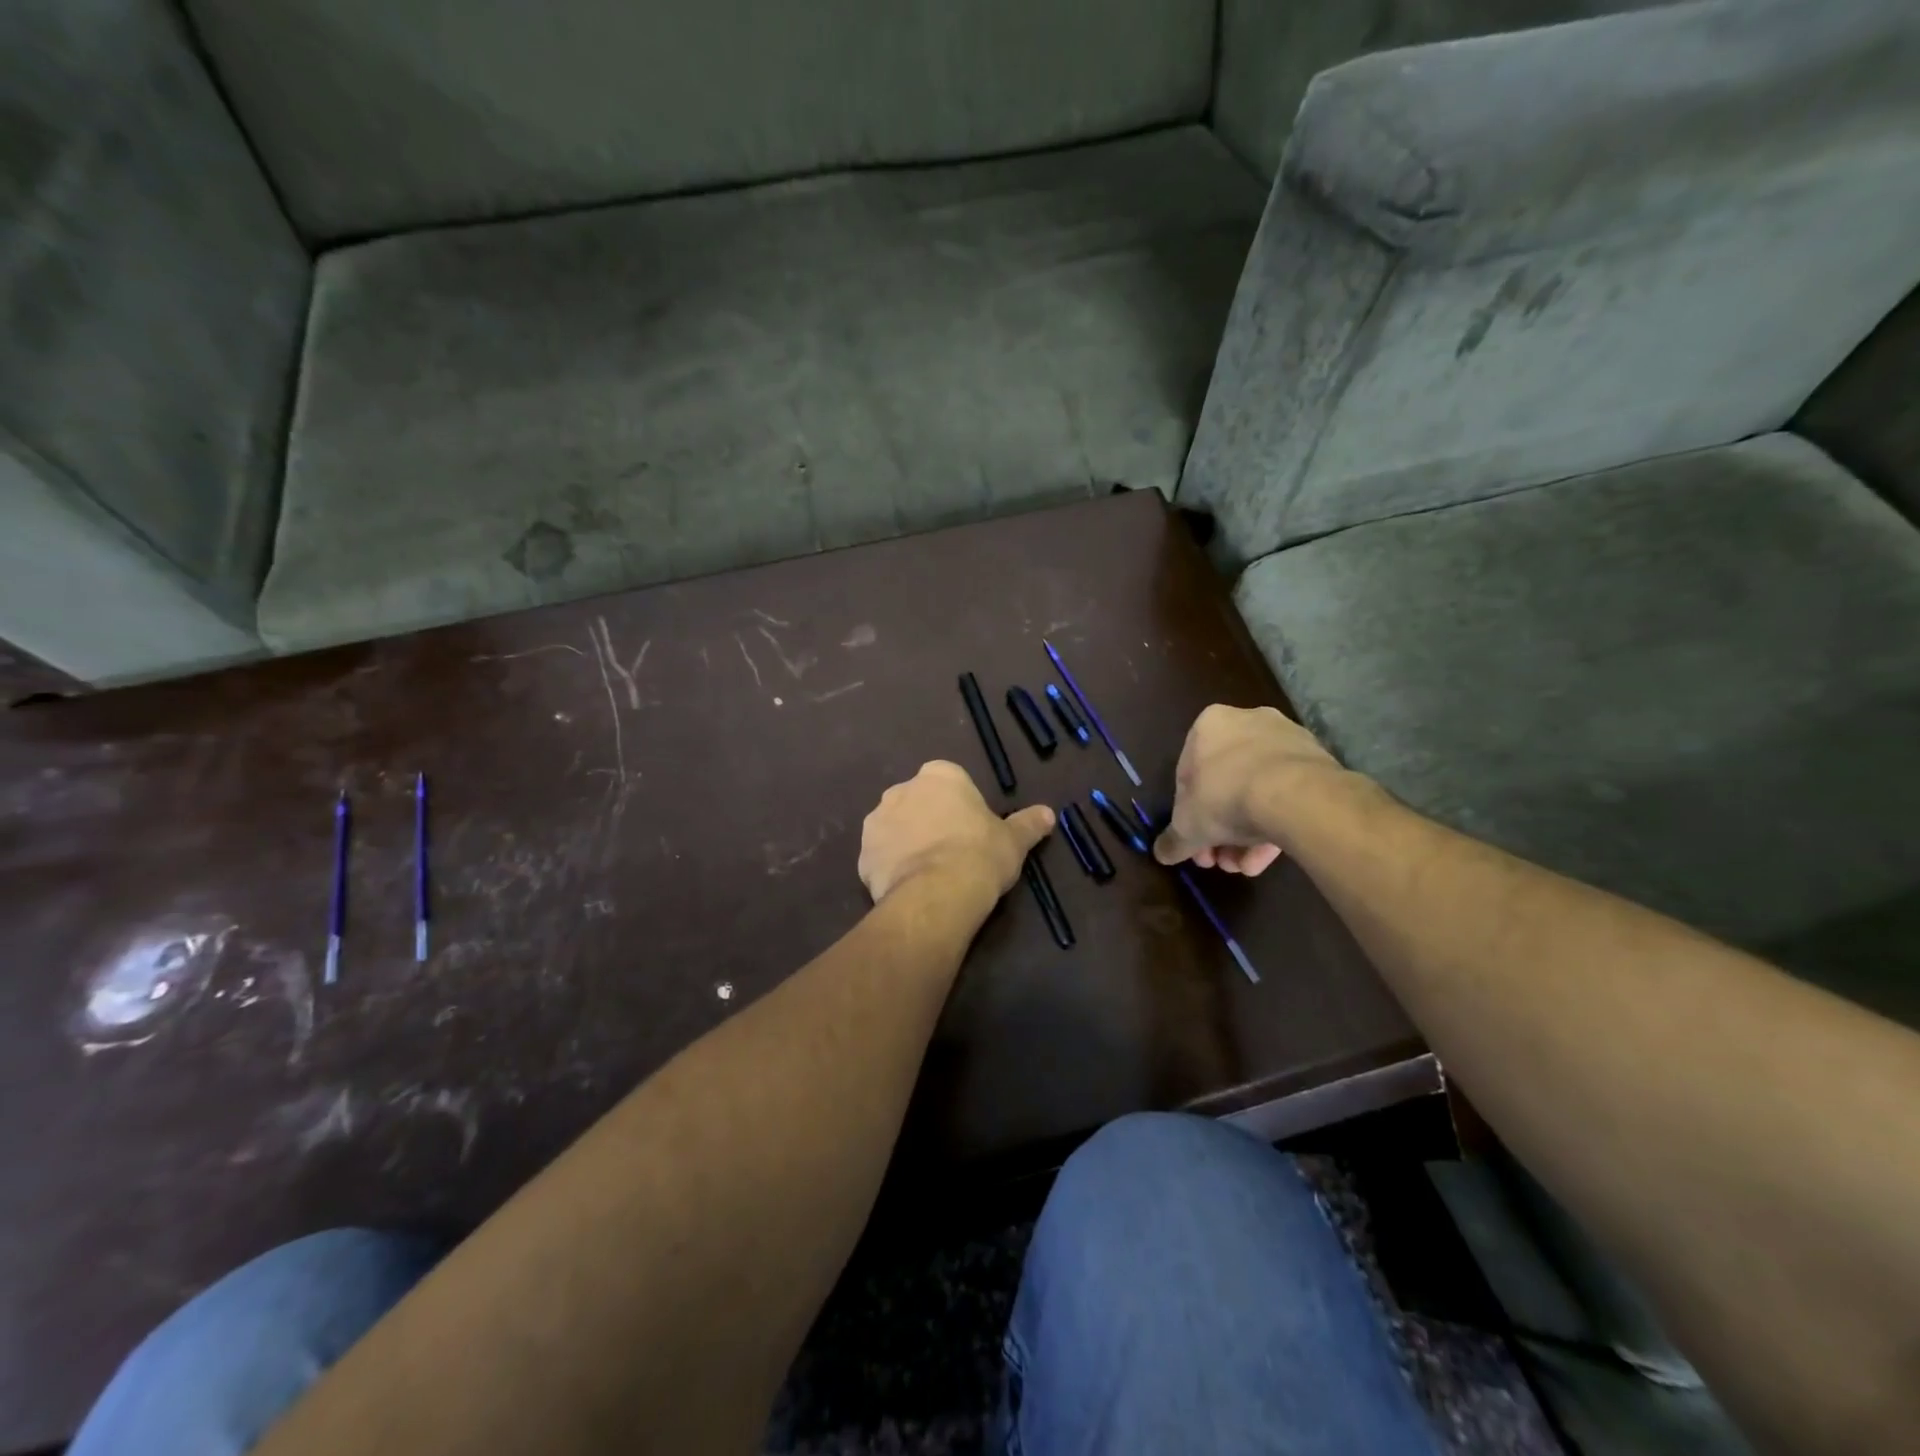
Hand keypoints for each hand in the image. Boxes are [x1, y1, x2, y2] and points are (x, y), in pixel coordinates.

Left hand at [860, 761, 1054, 907]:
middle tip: (950, 851)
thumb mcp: (1014, 840)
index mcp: (940, 775)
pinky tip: (910, 887)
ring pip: (895, 828)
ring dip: (907, 842)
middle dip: (929, 820)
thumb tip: (1049, 813)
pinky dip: (891, 868)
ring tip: (929, 873)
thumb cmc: (980, 855)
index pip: (950, 782)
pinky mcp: (862, 854)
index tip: (971, 831)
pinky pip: (880, 857)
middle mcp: (902, 789)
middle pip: (918, 801)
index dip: (960, 806)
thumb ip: (1028, 823)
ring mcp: (877, 820)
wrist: (937, 893)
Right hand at [1153, 706, 1342, 872]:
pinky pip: (1287, 794)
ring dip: (1247, 834)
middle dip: (1220, 829)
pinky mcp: (1317, 760)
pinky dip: (1275, 823)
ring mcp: (1286, 739)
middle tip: (1220, 860)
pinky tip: (1268, 857)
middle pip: (1225, 785)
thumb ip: (1173, 840)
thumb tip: (1161, 853)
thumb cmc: (1225, 797)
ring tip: (1246, 866)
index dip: (1187, 813)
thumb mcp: (1187, 826)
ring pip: (1258, 792)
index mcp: (1209, 725)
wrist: (1294, 795)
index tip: (1194, 841)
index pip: (1188, 774)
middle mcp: (1247, 721)